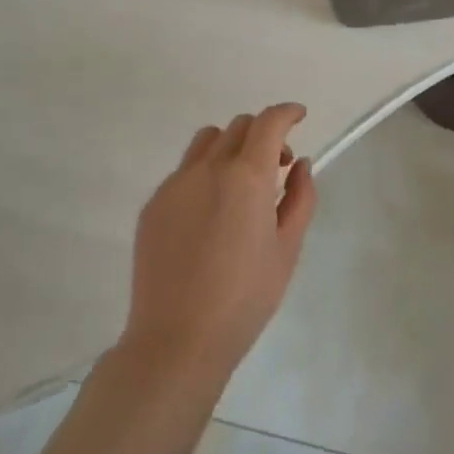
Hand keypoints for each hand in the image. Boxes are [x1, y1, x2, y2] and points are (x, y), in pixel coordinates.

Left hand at [121, 103, 317, 382]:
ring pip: (207, 141)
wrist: (177, 341)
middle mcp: (208, 168)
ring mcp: (175, 185)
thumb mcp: (287, 248)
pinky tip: (210, 214)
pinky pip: (184, 171)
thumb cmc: (245, 298)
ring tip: (241, 183)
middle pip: (239, 126)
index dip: (287, 112)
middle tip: (277, 166)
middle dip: (263, 134)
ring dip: (231, 146)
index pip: (269, 122)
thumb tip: (300, 164)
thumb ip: (300, 197)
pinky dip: (205, 173)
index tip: (299, 116)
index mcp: (247, 176)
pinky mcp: (153, 205)